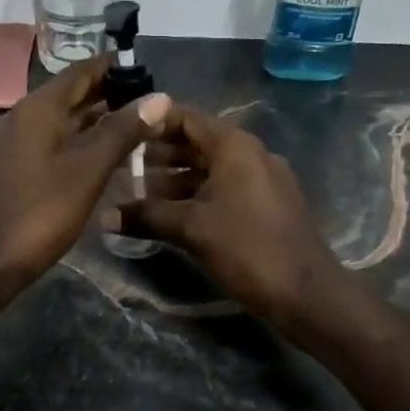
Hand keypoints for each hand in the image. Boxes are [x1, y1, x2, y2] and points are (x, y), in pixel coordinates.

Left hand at [0, 56, 171, 294]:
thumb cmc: (39, 213)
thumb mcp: (88, 171)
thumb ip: (122, 132)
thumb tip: (159, 97)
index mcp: (38, 109)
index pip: (82, 71)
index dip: (115, 68)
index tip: (149, 74)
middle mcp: (21, 117)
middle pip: (70, 96)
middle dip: (109, 96)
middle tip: (150, 107)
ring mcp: (11, 145)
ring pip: (60, 122)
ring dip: (95, 123)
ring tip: (134, 133)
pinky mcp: (8, 170)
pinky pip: (49, 145)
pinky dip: (76, 144)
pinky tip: (99, 162)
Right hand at [104, 105, 348, 329]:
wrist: (306, 292)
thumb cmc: (247, 248)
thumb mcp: (191, 229)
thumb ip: (147, 216)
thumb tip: (103, 216)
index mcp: (235, 147)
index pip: (187, 118)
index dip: (153, 122)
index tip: (122, 131)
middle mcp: (250, 154)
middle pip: (198, 143)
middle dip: (159, 154)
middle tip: (121, 166)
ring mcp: (262, 180)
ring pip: (210, 170)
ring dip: (176, 179)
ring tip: (137, 194)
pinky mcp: (267, 205)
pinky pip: (225, 189)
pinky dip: (197, 195)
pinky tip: (171, 215)